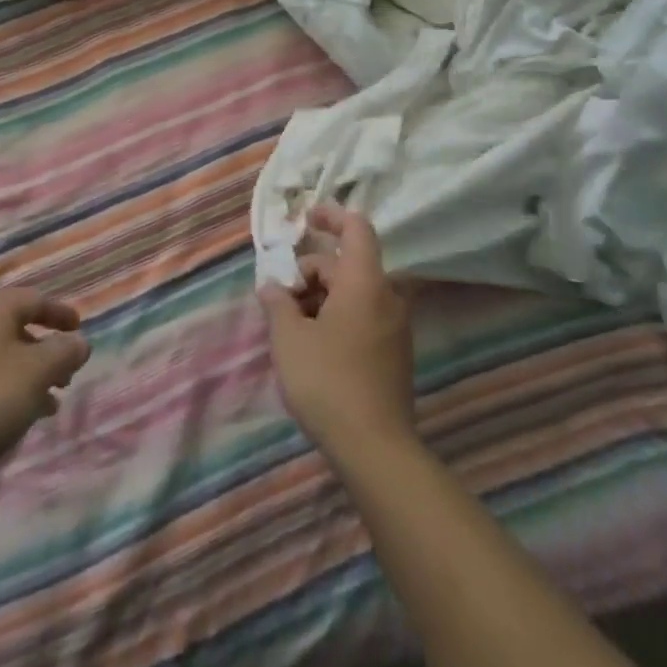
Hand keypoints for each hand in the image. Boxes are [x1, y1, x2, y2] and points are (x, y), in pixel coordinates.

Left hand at [0, 286, 90, 490]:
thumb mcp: (34, 374)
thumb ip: (63, 353)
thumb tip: (79, 341)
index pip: (35, 299)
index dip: (60, 314)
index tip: (80, 329)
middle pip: (16, 326)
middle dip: (45, 348)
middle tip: (66, 374)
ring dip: (27, 373)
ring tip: (49, 403)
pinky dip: (5, 388)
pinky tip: (15, 419)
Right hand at [259, 208, 414, 457]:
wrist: (375, 450)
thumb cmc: (328, 382)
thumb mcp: (289, 337)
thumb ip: (277, 302)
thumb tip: (272, 286)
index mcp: (365, 283)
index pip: (356, 229)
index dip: (332, 215)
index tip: (306, 218)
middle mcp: (387, 297)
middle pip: (347, 264)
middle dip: (311, 270)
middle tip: (280, 295)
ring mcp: (395, 328)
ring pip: (353, 293)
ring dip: (321, 296)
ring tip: (290, 323)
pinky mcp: (394, 354)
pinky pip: (363, 316)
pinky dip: (336, 315)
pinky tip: (312, 343)